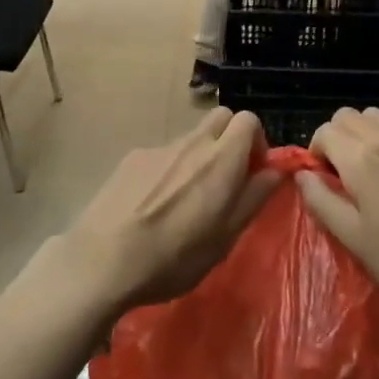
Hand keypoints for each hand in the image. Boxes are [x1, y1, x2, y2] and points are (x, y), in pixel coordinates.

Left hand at [67, 109, 278, 312]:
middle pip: (220, 118)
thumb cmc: (174, 257)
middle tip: (225, 178)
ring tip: (184, 201)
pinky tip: (152, 205)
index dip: (256, 141)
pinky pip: (162, 154)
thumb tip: (275, 171)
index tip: (252, 172)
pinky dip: (168, 170)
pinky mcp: (132, 158)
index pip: (248, 119)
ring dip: (198, 157)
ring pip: (191, 138)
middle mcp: (192, 143)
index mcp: (221, 159)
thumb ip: (253, 198)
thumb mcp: (225, 238)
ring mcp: (159, 148)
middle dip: (230, 139)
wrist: (102, 260)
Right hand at [299, 107, 378, 321]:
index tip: (321, 182)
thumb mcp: (354, 239)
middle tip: (340, 176)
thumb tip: (302, 176)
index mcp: (363, 158)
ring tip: (366, 173)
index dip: (315, 153)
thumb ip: (322, 201)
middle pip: (349, 116)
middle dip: (336, 138)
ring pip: (376, 119)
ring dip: (362, 136)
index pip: (325, 131)